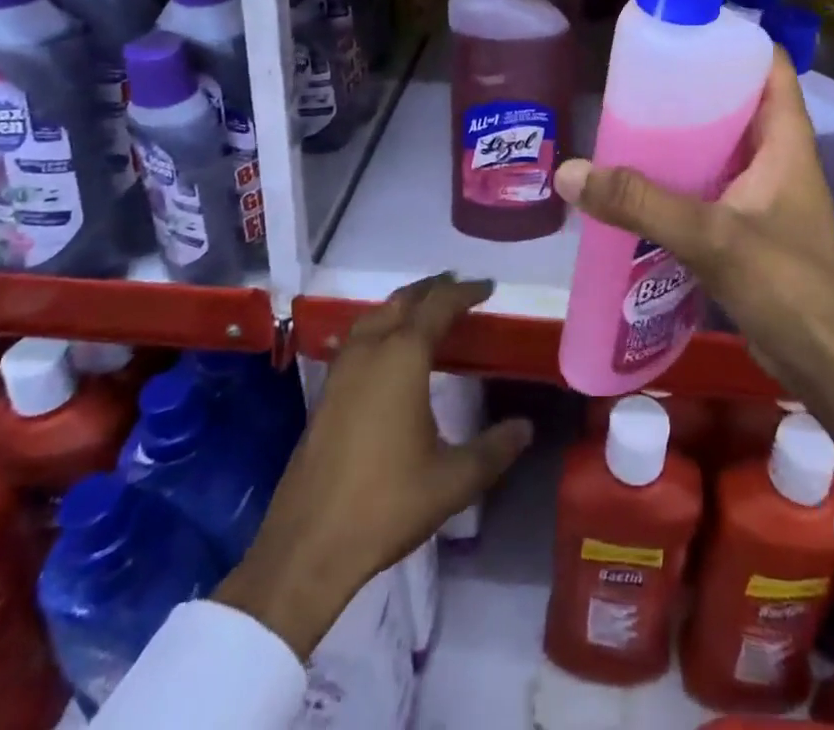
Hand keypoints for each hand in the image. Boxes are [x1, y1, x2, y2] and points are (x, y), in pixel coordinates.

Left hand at [214, 275, 531, 657]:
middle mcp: (369, 351)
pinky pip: (358, 339)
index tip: (489, 288)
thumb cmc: (386, 504)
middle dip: (433, 289)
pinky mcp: (326, 393)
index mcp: (402, 357)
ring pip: (375, 316)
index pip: (438, 306)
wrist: (307, 546)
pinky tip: (389, 352)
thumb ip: (494, 449)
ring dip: (403, 305)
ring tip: (428, 311)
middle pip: (403, 301)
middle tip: (460, 290)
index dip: (465, 292)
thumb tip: (526, 427)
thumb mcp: (453, 480)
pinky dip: (381, 328)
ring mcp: (341, 371)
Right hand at [553, 52, 833, 494]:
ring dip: (684, 137)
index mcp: (786, 141)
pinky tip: (642, 184)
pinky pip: (713, 186)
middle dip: (693, 88)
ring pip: (722, 147)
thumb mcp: (712, 236)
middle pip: (738, 103)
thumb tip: (572, 173)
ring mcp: (766, 195)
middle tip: (638, 80)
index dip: (734, 41)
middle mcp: (779, 158)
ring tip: (630, 123)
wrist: (828, 366)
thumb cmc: (787, 286)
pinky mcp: (752, 228)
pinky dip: (683, 178)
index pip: (770, 67)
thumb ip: (642, 204)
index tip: (684, 32)